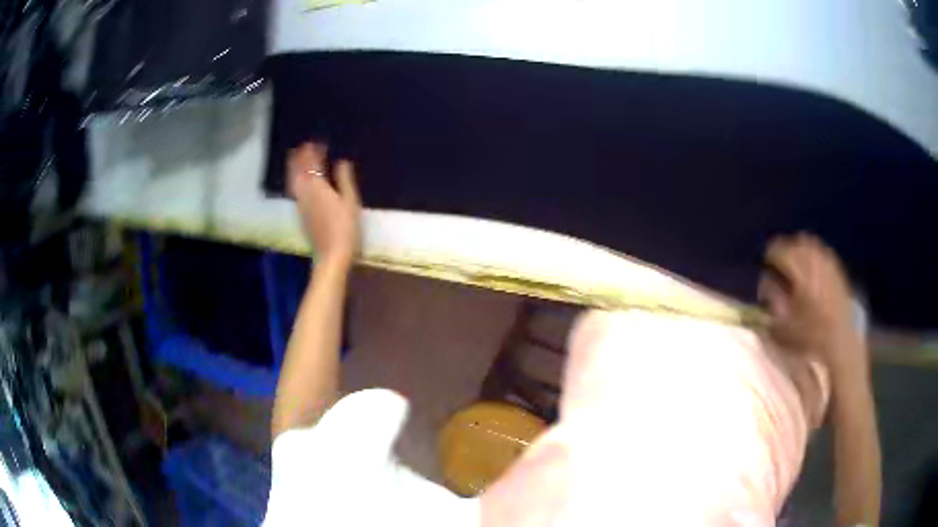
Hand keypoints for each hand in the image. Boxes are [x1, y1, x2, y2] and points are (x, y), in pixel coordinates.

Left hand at [288, 142, 360, 265]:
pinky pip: (295, 191)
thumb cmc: (345, 228)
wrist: (331, 255)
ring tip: (295, 159)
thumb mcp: (351, 201)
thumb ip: (345, 179)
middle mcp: (306, 194)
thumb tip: (342, 161)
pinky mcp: (301, 215)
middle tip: (301, 147)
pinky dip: (295, 181)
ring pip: (294, 182)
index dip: (313, 153)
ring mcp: (301, 205)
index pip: (313, 165)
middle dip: (299, 158)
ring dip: (294, 168)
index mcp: (318, 188)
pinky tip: (299, 182)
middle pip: (298, 172)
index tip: (316, 143)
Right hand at [758, 233, 861, 370]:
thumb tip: (766, 284)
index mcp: (800, 275)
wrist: (839, 344)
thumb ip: (772, 301)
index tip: (766, 263)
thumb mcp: (783, 326)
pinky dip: (815, 255)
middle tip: (778, 261)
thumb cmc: (809, 339)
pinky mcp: (838, 271)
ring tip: (795, 262)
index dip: (770, 255)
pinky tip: (812, 268)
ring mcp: (829, 266)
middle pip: (796, 244)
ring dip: (801, 250)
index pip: (780, 252)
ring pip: (811, 245)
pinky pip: (824, 253)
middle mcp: (815, 264)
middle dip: (786, 249)